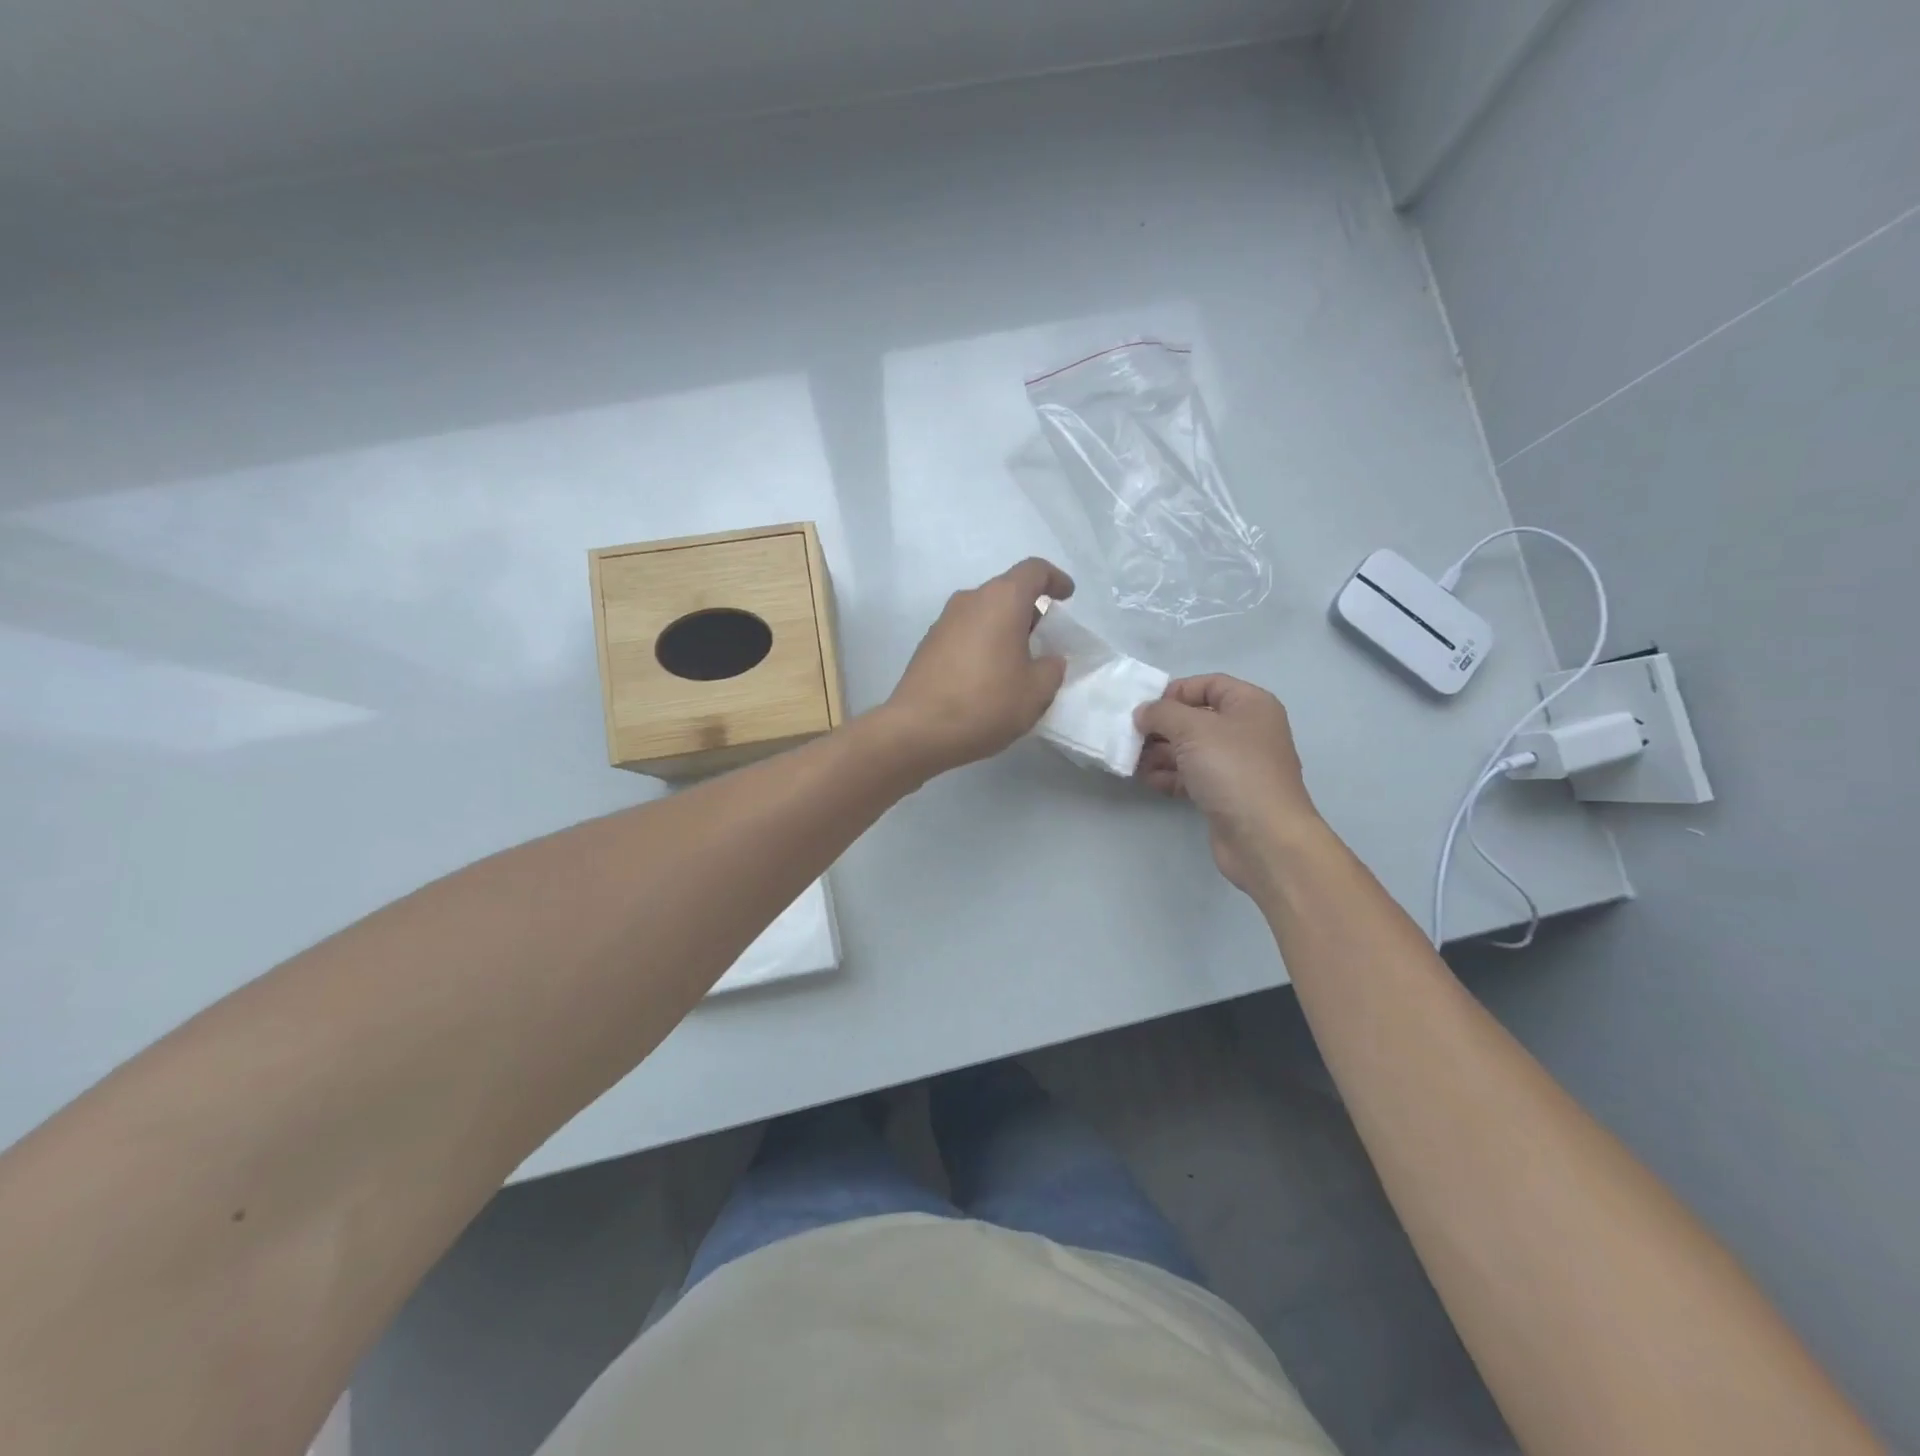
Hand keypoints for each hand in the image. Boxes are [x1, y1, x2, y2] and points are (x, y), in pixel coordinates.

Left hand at [882, 558, 1074, 778]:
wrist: (917, 730)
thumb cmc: (985, 704)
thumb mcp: (1036, 692)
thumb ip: (1051, 669)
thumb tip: (1048, 660)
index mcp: (1001, 601)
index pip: (1033, 571)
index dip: (1055, 579)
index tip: (1067, 596)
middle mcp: (970, 601)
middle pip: (1007, 592)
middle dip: (1030, 611)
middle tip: (1044, 642)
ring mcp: (944, 622)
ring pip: (984, 613)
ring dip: (1004, 630)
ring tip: (1017, 664)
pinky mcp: (928, 645)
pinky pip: (965, 633)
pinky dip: (983, 644)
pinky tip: (988, 677)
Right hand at [1135, 675, 1323, 892]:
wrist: (1264, 836)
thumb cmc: (1233, 769)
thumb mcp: (1192, 729)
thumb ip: (1162, 713)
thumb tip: (1143, 713)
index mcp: (1250, 705)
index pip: (1208, 684)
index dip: (1175, 691)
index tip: (1146, 708)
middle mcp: (1247, 730)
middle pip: (1196, 719)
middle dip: (1162, 727)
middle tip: (1131, 737)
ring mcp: (1237, 765)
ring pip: (1191, 750)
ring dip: (1160, 753)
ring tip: (1132, 761)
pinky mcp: (1226, 794)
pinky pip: (1192, 776)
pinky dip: (1170, 776)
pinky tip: (1147, 780)